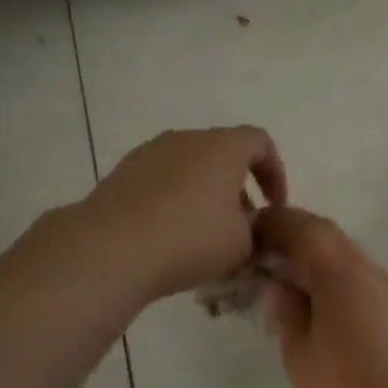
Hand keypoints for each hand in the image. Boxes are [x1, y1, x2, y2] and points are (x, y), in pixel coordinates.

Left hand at [85, 127, 286, 302]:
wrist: (112, 248)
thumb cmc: (191, 239)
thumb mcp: (242, 244)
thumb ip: (255, 230)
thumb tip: (247, 225)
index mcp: (223, 147)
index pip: (260, 142)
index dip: (275, 173)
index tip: (275, 208)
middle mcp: (186, 139)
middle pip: (222, 153)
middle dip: (238, 187)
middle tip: (242, 225)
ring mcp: (150, 153)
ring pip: (189, 167)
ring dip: (204, 194)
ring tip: (205, 234)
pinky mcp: (122, 173)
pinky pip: (161, 181)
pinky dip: (174, 201)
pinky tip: (171, 235)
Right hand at [254, 207, 387, 387]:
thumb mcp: (300, 353)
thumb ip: (287, 309)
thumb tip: (281, 283)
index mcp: (341, 274)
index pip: (304, 228)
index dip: (274, 223)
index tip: (249, 234)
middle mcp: (370, 271)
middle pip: (328, 235)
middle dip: (294, 236)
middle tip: (263, 257)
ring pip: (348, 255)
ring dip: (316, 258)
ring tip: (288, 284)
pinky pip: (363, 278)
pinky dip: (337, 278)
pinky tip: (322, 307)